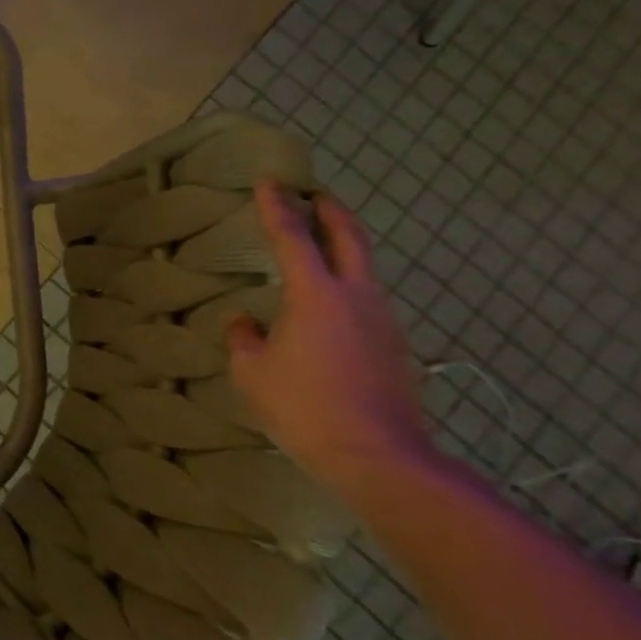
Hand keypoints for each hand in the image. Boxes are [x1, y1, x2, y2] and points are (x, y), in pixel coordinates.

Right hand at [226, 181, 434, 484]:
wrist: (378, 457)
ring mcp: (384, 321)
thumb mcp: (252, 372)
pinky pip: (367, 303)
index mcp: (316, 295)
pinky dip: (347, 288)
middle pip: (349, 238)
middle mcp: (357, 297)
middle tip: (314, 194)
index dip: (278, 207)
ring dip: (343, 249)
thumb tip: (246, 322)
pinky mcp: (396, 347)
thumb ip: (244, 338)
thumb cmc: (303, 407)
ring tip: (319, 249)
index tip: (269, 182)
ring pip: (365, 269)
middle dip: (330, 211)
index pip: (294, 237)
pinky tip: (329, 309)